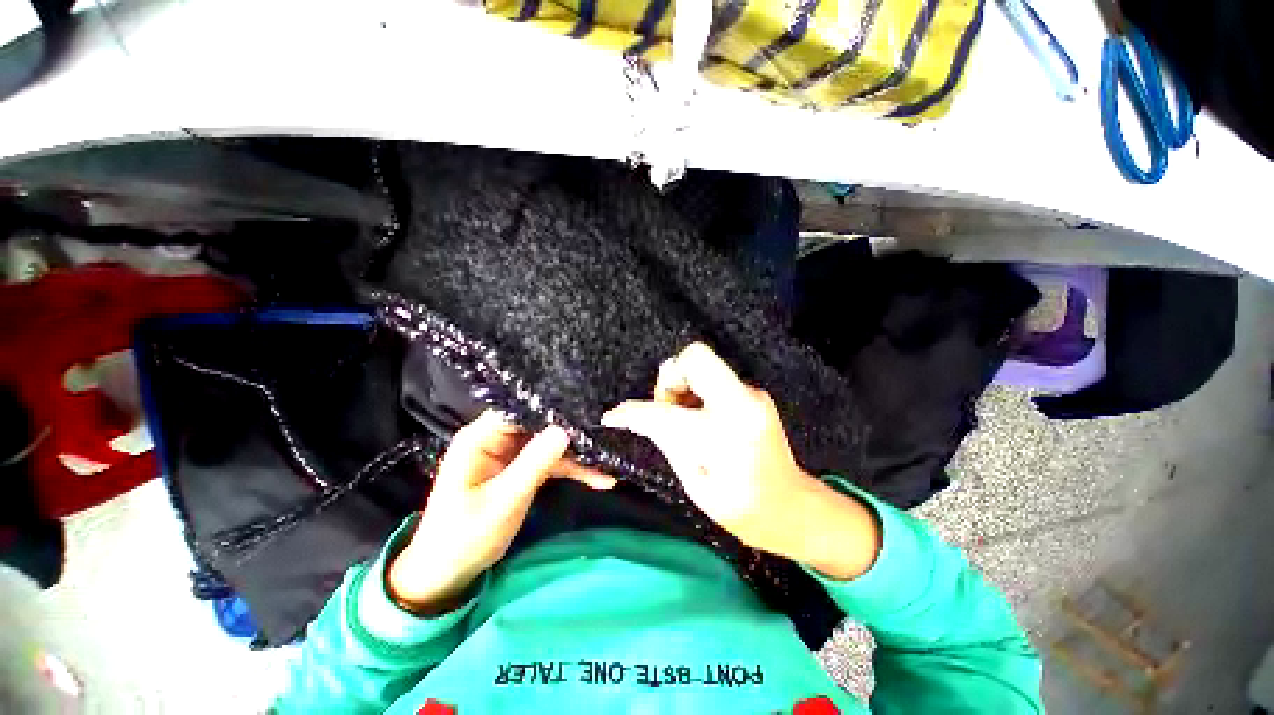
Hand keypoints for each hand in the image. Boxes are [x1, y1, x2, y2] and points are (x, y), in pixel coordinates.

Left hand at [389, 412, 615, 612]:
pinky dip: (572, 468)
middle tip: (607, 431)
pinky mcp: (522, 468)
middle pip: (540, 423)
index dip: (552, 406)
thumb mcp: (503, 501)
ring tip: (610, 459)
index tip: (587, 409)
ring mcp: (512, 453)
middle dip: (572, 429)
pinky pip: (552, 461)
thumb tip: (565, 429)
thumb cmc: (464, 537)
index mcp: (481, 438)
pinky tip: (599, 476)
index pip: (520, 409)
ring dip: (578, 453)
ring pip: (551, 442)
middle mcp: (497, 439)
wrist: (448, 573)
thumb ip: (534, 463)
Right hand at [602, 342, 879, 579]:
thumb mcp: (696, 483)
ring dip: (683, 385)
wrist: (792, 508)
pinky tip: (701, 419)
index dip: (633, 413)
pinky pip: (715, 378)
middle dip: (670, 379)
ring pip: (703, 364)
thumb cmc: (743, 510)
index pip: (665, 412)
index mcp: (725, 432)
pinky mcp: (754, 393)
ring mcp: (752, 393)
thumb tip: (642, 417)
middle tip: (666, 409)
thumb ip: (668, 442)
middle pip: (694, 357)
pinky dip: (698, 392)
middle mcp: (742, 401)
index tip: (614, 417)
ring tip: (684, 418)